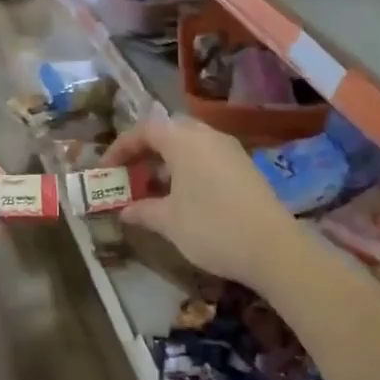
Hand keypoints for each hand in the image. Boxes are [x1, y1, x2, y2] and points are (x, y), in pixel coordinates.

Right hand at [101, 116, 300, 287]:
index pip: (145, 130)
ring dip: (168, 159)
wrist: (273, 248)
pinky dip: (189, 167)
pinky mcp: (245, 167)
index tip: (106, 169)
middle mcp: (208, 137)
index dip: (121, 147)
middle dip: (146, 149)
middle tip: (130, 173)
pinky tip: (184, 196)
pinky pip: (208, 156)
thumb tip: (125, 210)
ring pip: (191, 143)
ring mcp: (231, 150)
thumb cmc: (211, 228)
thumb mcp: (169, 222)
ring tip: (154, 186)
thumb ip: (143, 211)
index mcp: (184, 141)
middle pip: (170, 131)